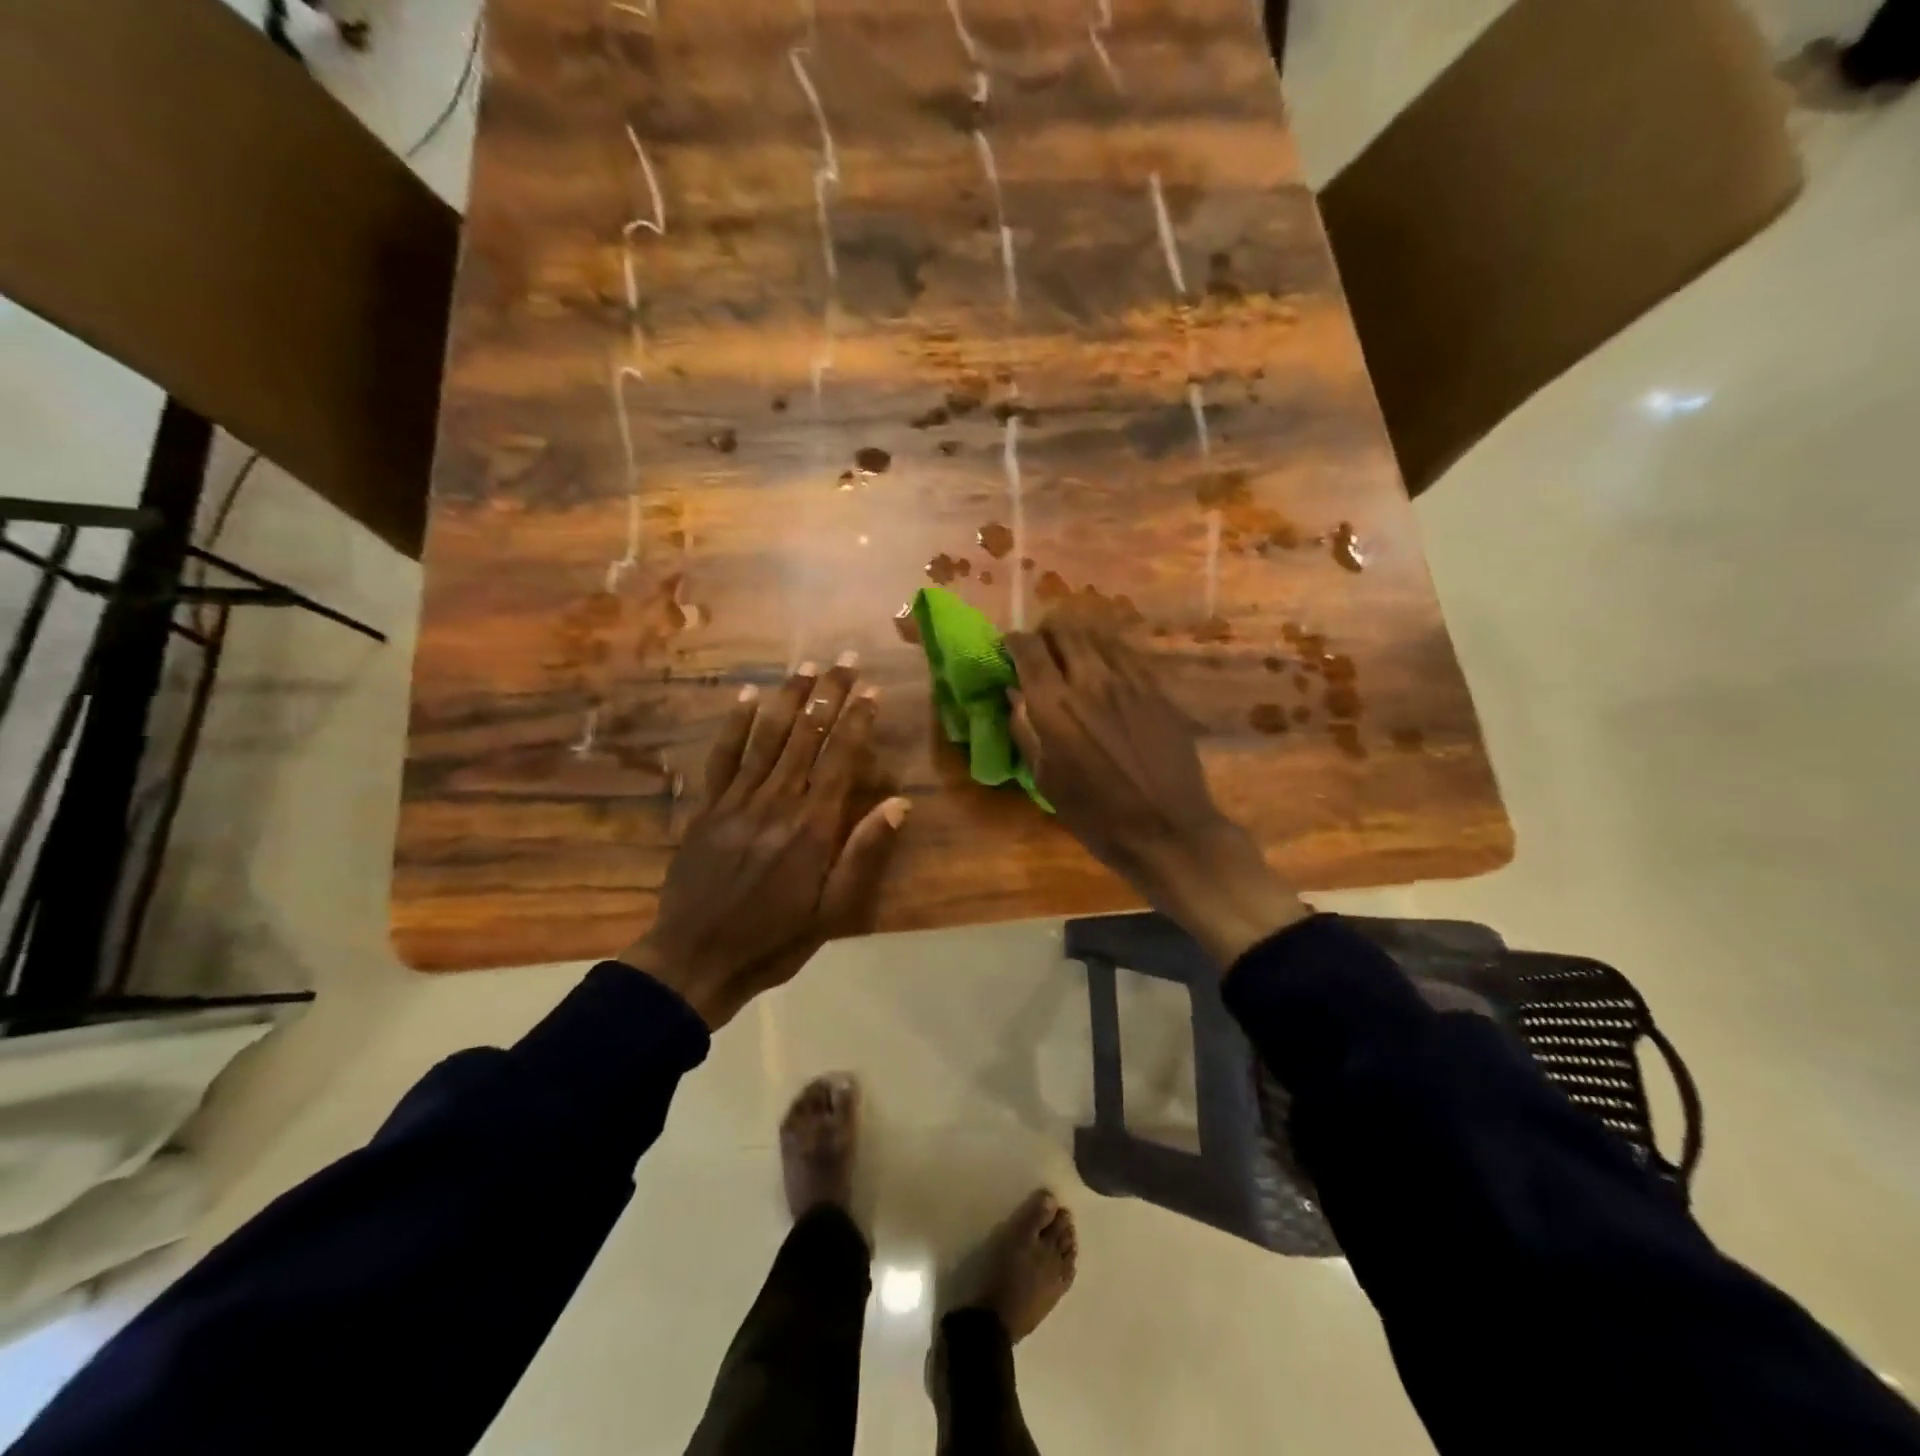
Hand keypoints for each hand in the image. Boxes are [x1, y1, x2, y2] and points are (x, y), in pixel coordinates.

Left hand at [620, 658, 909, 1027]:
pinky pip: (723, 756)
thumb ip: (864, 854)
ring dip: (789, 697)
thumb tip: (899, 803)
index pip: (840, 759)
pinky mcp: (707, 807)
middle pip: (807, 736)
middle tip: (844, 658)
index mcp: (812, 827)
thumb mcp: (833, 911)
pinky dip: (736, 724)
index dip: (857, 720)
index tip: (871, 689)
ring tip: (806, 664)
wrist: (695, 959)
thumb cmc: (774, 940)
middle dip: (828, 693)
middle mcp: (777, 802)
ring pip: (768, 737)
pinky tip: (748, 696)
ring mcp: (737, 801)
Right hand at [1003, 624, 1307, 968]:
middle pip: (1064, 630)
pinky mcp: (1156, 687)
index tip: (1009, 650)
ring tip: (1072, 656)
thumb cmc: (1096, 815)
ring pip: (1097, 635)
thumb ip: (1026, 730)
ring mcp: (1129, 680)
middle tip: (1041, 650)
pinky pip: (1126, 653)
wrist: (1167, 829)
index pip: (1028, 648)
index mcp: (1054, 705)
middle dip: (1046, 633)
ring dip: (1077, 639)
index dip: (1014, 642)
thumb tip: (1015, 697)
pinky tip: (1106, 670)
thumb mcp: (1045, 779)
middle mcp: (1090, 680)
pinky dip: (1107, 652)